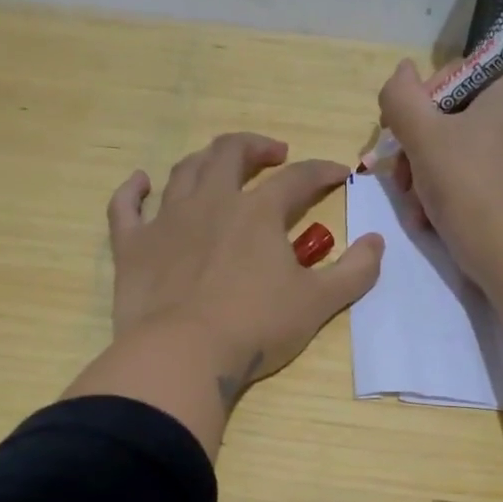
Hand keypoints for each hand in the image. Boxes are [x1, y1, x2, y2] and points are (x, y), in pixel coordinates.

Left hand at [66, 132, 384, 454]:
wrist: (182, 355)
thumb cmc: (255, 329)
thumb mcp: (318, 304)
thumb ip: (355, 271)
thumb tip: (377, 242)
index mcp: (258, 212)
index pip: (298, 178)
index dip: (322, 171)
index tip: (337, 175)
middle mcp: (211, 202)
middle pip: (231, 153)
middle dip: (256, 146)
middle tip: (272, 154)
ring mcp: (166, 220)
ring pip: (183, 171)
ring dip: (204, 160)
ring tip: (217, 165)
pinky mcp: (133, 246)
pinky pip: (126, 206)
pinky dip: (132, 190)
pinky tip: (140, 182)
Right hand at [378, 59, 502, 288]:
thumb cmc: (465, 185)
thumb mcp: (421, 136)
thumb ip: (401, 96)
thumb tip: (401, 69)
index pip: (451, 78)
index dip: (415, 109)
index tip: (397, 143)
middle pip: (455, 117)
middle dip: (419, 150)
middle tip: (401, 182)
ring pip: (464, 147)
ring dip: (429, 173)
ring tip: (415, 205)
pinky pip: (482, 169)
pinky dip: (455, 187)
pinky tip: (434, 214)